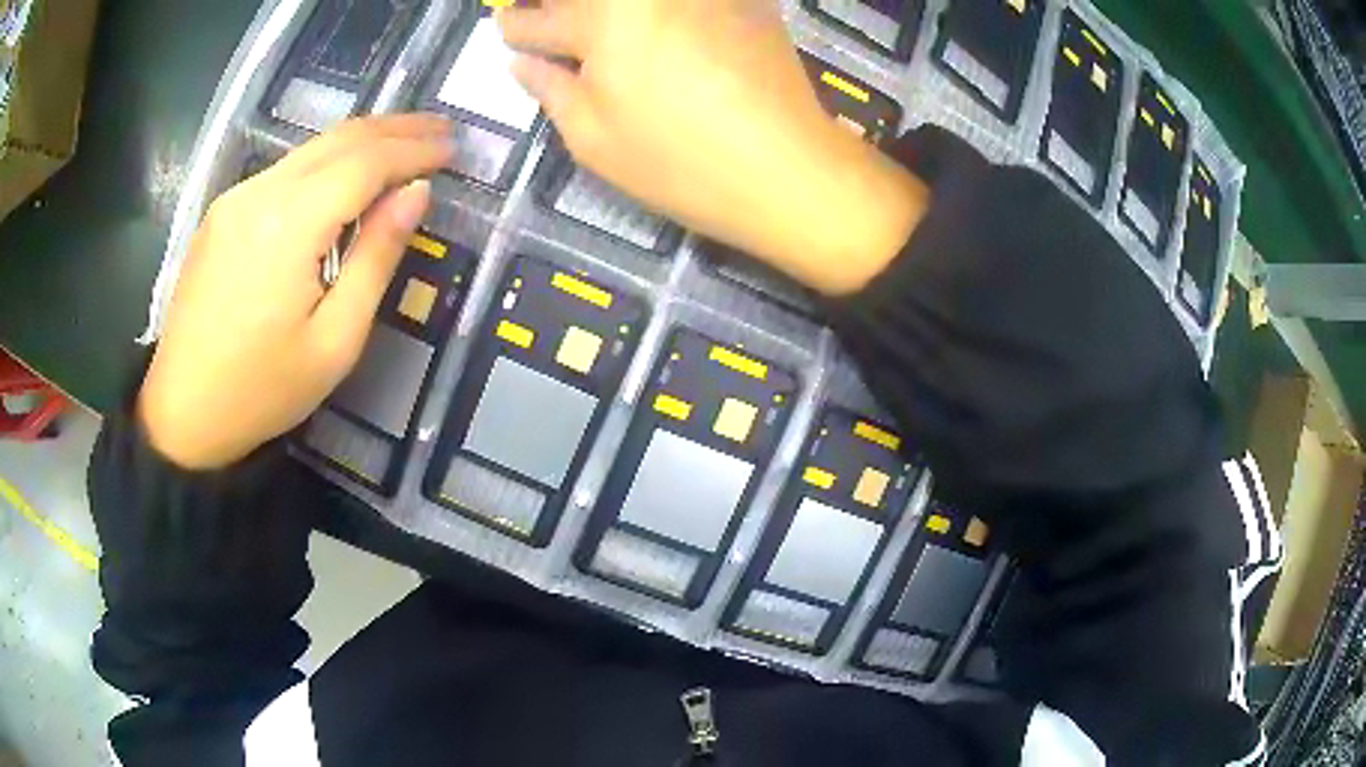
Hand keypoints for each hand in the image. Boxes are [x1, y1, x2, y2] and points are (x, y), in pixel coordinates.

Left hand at [138, 115, 453, 469]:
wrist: (183, 413)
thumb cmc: (262, 390)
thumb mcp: (335, 340)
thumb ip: (377, 258)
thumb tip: (417, 193)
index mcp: (289, 224)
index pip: (366, 161)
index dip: (415, 148)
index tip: (455, 146)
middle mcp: (260, 192)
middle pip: (339, 139)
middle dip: (396, 128)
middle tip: (442, 129)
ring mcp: (235, 198)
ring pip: (311, 149)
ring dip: (362, 140)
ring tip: (405, 143)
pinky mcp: (223, 212)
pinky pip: (286, 170)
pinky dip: (327, 162)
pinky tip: (347, 176)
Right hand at [499, 0, 927, 294]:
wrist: (790, 168)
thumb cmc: (680, 163)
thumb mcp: (594, 139)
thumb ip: (551, 90)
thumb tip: (522, 63)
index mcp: (600, 19)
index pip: (537, 20)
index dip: (516, 29)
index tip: (508, 32)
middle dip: (557, 8)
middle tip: (547, 21)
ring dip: (605, 8)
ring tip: (599, 26)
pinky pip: (684, 1)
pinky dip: (657, 10)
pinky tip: (652, 22)